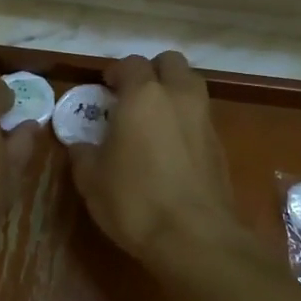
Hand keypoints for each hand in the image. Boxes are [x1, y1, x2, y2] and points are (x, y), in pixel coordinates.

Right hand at [67, 51, 238, 266]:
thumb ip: (83, 154)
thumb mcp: (91, 180)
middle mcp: (178, 97)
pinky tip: (172, 149)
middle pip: (171, 63)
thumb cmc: (134, 201)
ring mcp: (204, 120)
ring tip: (154, 120)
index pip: (131, 63)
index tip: (105, 87)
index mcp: (143, 96)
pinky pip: (201, 118)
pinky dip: (187, 122)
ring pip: (192, 87)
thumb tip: (80, 145)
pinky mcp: (220, 146)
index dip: (116, 71)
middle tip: (134, 96)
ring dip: (174, 93)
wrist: (194, 237)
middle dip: (153, 72)